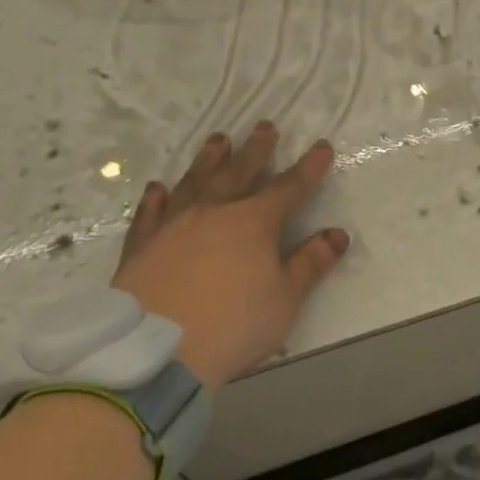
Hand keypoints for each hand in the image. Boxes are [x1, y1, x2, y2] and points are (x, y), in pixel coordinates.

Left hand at [111, 123, 348, 390]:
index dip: (308, 167)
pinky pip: (149, 215)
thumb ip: (311, 264)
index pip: (289, 188)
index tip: (322, 146)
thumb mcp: (285, 300)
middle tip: (265, 126)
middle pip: (239, 173)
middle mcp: (213, 213)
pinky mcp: (141, 247)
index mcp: (253, 223)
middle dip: (256, 150)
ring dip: (208, 160)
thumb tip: (337, 235)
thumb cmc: (233, 326)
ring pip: (194, 183)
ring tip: (218, 140)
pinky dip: (155, 199)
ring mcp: (173, 227)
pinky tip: (157, 188)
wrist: (154, 353)